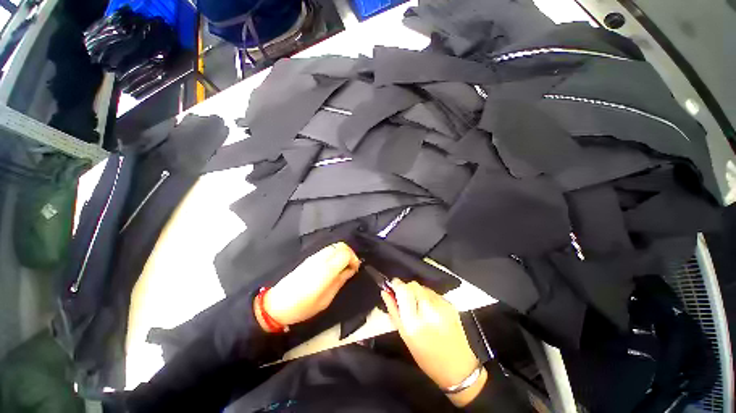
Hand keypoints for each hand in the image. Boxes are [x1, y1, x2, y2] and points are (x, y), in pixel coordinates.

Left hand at [255, 242, 359, 329]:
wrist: (277, 305)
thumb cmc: (303, 307)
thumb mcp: (326, 299)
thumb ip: (340, 281)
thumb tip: (350, 270)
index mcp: (326, 269)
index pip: (346, 252)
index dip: (354, 259)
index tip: (355, 269)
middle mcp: (321, 258)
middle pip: (341, 245)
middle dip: (350, 253)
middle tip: (350, 267)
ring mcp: (314, 256)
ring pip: (334, 245)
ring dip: (342, 253)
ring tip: (342, 267)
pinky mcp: (309, 258)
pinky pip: (327, 250)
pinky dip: (334, 254)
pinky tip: (333, 266)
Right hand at [381, 279, 486, 405]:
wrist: (459, 368)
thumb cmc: (426, 356)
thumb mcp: (405, 336)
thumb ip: (394, 311)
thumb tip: (385, 292)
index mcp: (414, 322)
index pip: (403, 289)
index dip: (396, 284)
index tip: (393, 286)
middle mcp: (429, 310)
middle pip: (413, 285)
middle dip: (407, 289)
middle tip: (407, 301)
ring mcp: (442, 306)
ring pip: (423, 287)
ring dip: (418, 292)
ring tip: (419, 307)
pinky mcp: (451, 305)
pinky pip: (433, 293)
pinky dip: (428, 297)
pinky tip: (431, 310)